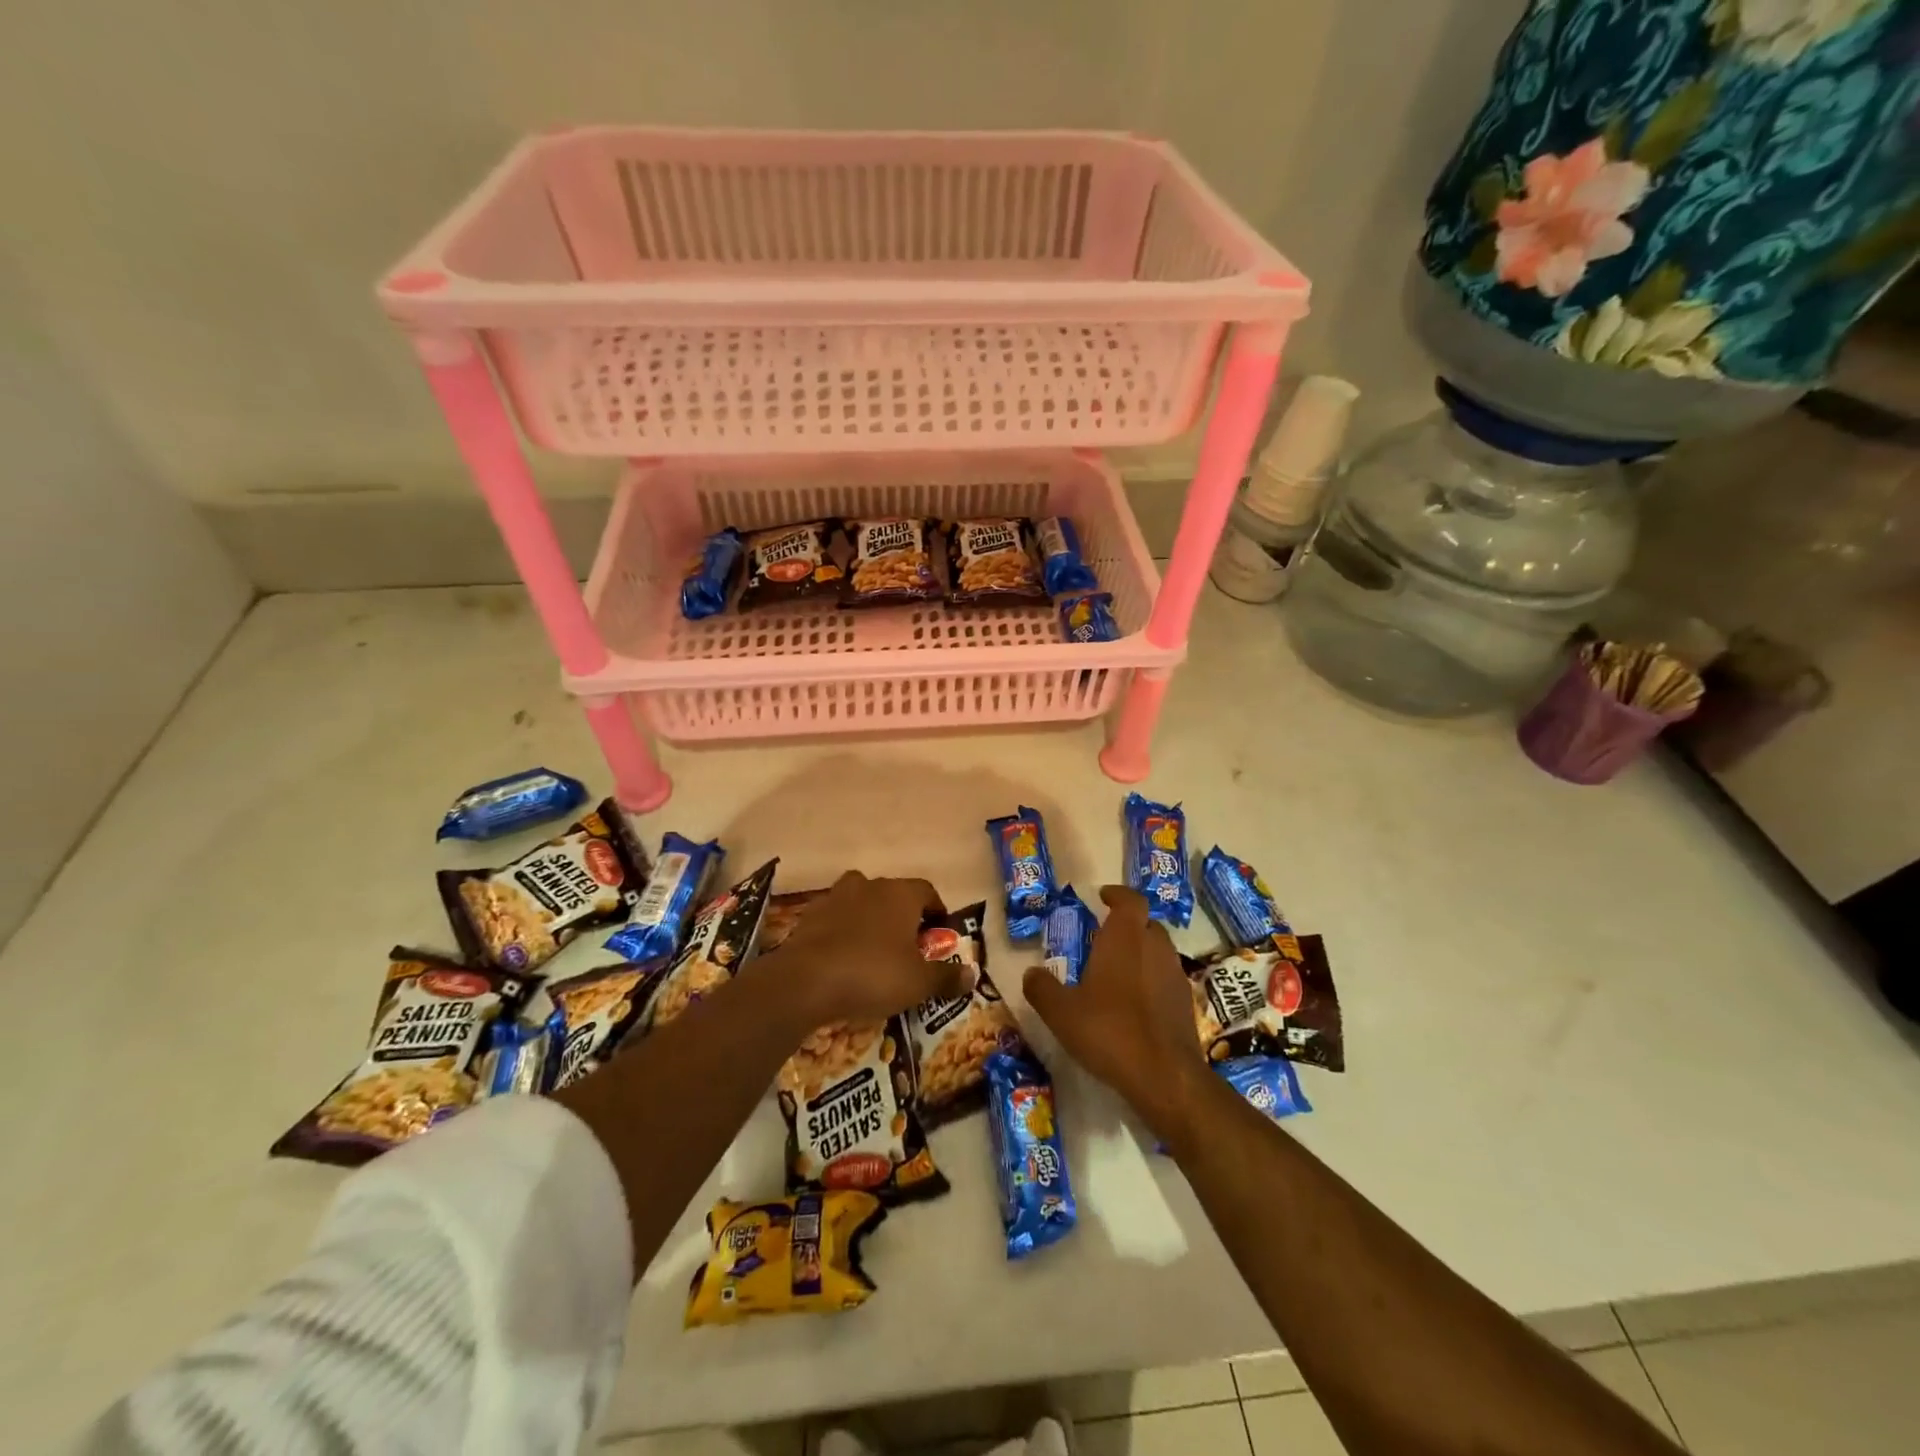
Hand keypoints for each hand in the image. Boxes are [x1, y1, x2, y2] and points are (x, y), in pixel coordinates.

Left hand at [765, 871, 961, 1028]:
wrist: (805, 981)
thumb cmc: (873, 974)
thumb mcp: (918, 983)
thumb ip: (947, 977)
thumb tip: (972, 975)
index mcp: (901, 894)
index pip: (927, 891)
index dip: (936, 911)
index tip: (938, 935)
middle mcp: (870, 885)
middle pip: (893, 895)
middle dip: (903, 916)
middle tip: (908, 947)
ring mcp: (836, 897)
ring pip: (861, 902)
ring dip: (870, 920)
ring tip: (874, 951)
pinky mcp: (809, 915)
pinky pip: (835, 919)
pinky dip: (843, 932)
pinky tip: (843, 959)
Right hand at [1023, 886, 1212, 1143]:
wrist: (1164, 1075)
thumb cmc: (1109, 1031)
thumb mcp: (1061, 1012)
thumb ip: (1042, 988)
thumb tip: (1031, 973)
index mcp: (1125, 938)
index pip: (1130, 900)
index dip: (1117, 895)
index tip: (1103, 897)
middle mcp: (1155, 947)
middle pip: (1146, 923)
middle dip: (1128, 926)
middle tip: (1104, 939)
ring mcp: (1175, 975)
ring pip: (1159, 951)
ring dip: (1141, 953)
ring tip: (1117, 973)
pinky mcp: (1186, 1003)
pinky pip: (1167, 978)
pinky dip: (1152, 981)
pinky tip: (1135, 1004)